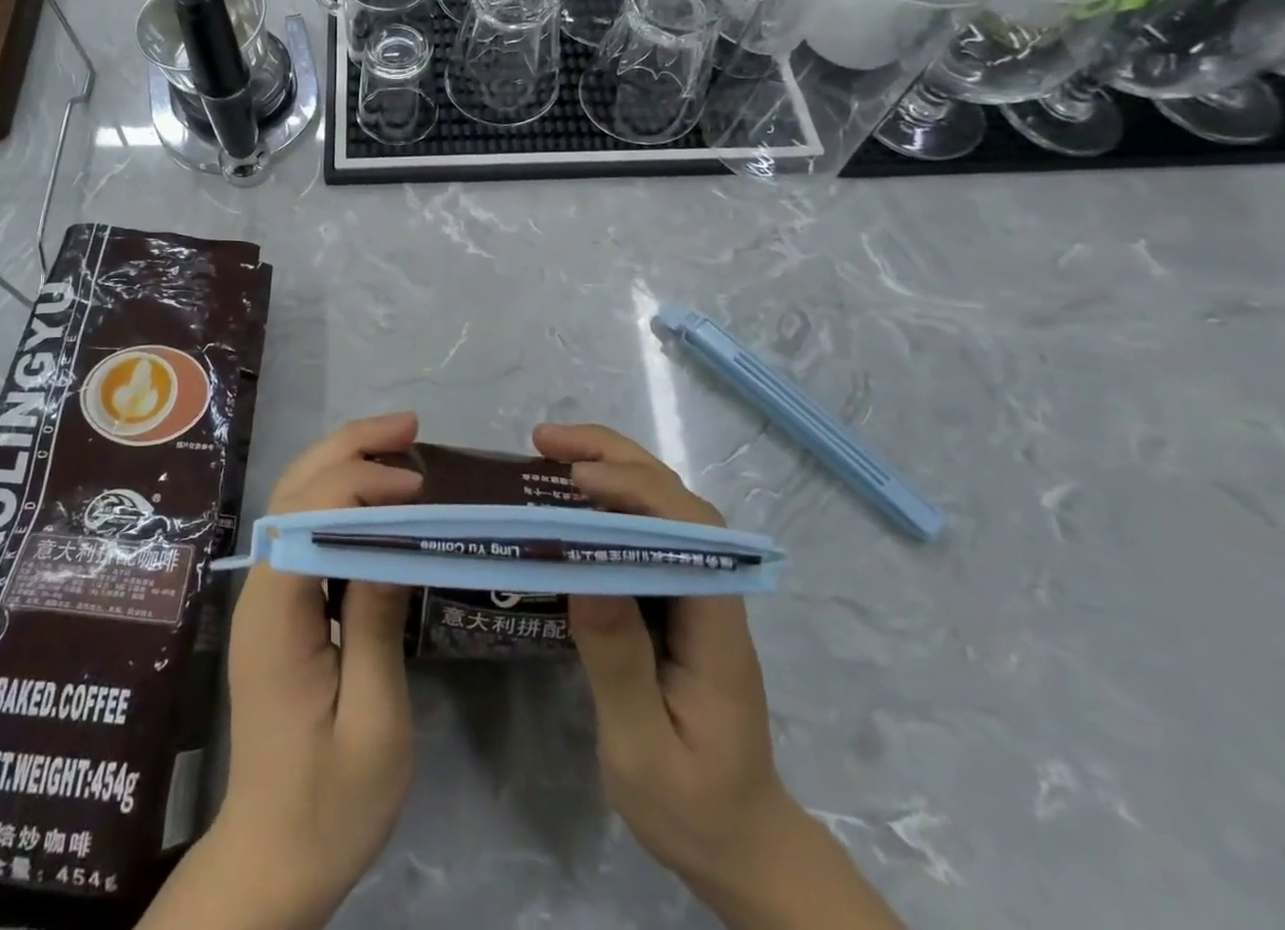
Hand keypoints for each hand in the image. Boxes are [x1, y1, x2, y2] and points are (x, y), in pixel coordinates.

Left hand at [141, 413, 423, 929]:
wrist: (275, 857)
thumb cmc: (331, 804)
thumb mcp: (373, 723)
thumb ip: (376, 626)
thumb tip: (393, 542)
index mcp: (276, 616)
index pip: (307, 517)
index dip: (359, 485)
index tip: (418, 489)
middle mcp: (261, 591)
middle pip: (293, 492)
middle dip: (348, 448)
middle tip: (409, 427)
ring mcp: (266, 597)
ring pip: (294, 502)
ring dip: (342, 462)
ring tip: (397, 443)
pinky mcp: (280, 608)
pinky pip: (305, 531)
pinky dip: (340, 496)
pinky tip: (378, 497)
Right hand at [534, 424, 901, 929]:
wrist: (740, 844)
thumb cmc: (691, 807)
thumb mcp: (642, 750)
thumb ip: (617, 663)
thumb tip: (583, 575)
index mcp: (716, 627)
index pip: (690, 532)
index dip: (636, 491)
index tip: (576, 479)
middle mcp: (713, 594)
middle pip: (677, 500)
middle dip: (614, 457)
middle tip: (544, 440)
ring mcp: (697, 593)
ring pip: (663, 506)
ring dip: (611, 466)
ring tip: (549, 450)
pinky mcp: (676, 599)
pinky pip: (645, 530)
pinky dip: (608, 497)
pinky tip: (570, 499)